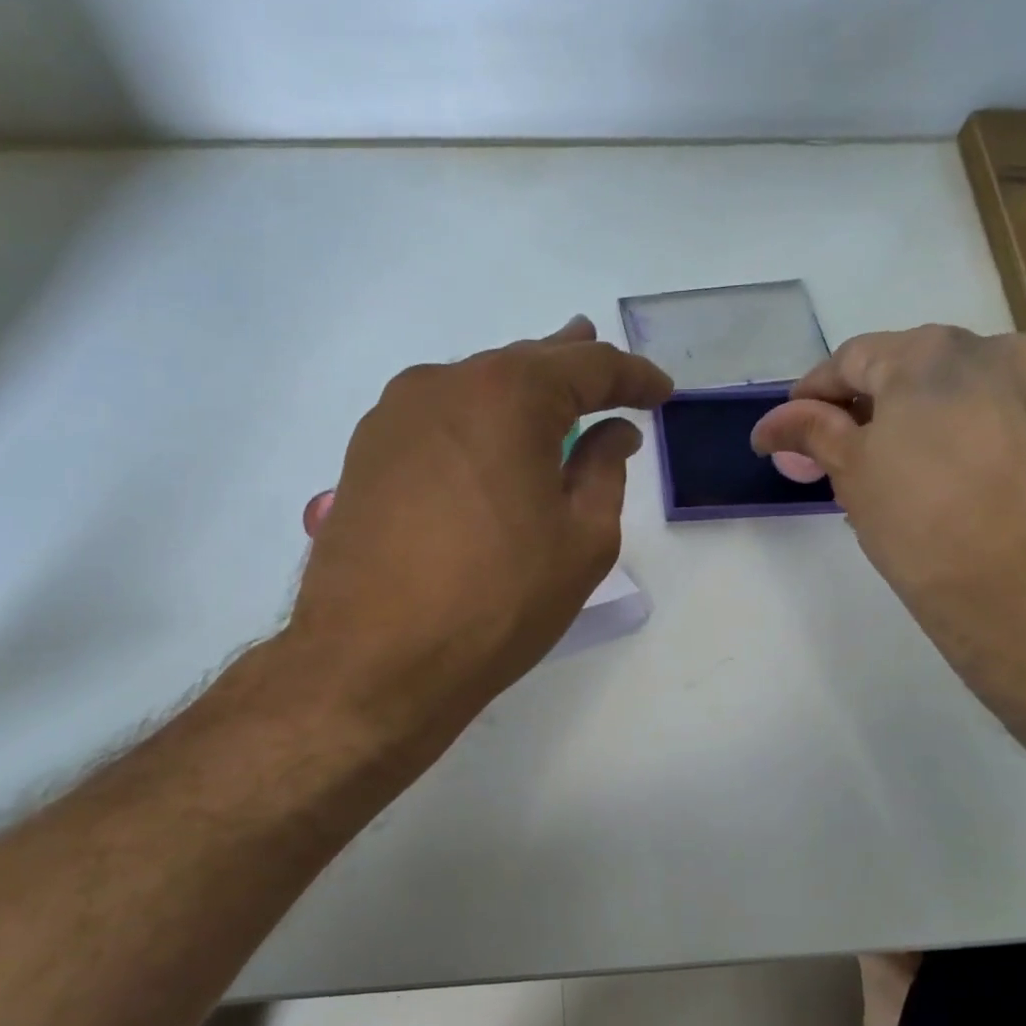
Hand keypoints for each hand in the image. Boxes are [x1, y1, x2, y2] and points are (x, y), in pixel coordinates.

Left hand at [285, 317, 672, 753]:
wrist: (373, 661)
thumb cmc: (496, 601)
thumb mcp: (581, 541)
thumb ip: (604, 472)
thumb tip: (612, 434)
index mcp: (507, 395)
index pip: (588, 366)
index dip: (633, 377)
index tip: (661, 393)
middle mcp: (443, 384)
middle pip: (524, 364)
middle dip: (573, 369)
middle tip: (610, 381)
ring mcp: (394, 416)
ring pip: (475, 389)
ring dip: (519, 396)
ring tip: (552, 404)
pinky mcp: (365, 453)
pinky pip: (438, 421)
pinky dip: (476, 424)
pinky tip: (489, 448)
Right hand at [750, 325, 1025, 700]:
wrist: (1023, 593)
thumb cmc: (919, 525)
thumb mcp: (851, 472)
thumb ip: (811, 431)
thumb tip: (771, 423)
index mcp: (929, 352)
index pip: (851, 358)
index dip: (811, 394)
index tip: (788, 431)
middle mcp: (989, 348)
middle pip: (904, 367)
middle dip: (862, 407)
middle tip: (833, 455)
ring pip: (948, 388)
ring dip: (908, 418)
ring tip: (885, 469)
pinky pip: (987, 410)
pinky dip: (951, 430)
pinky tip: (935, 475)